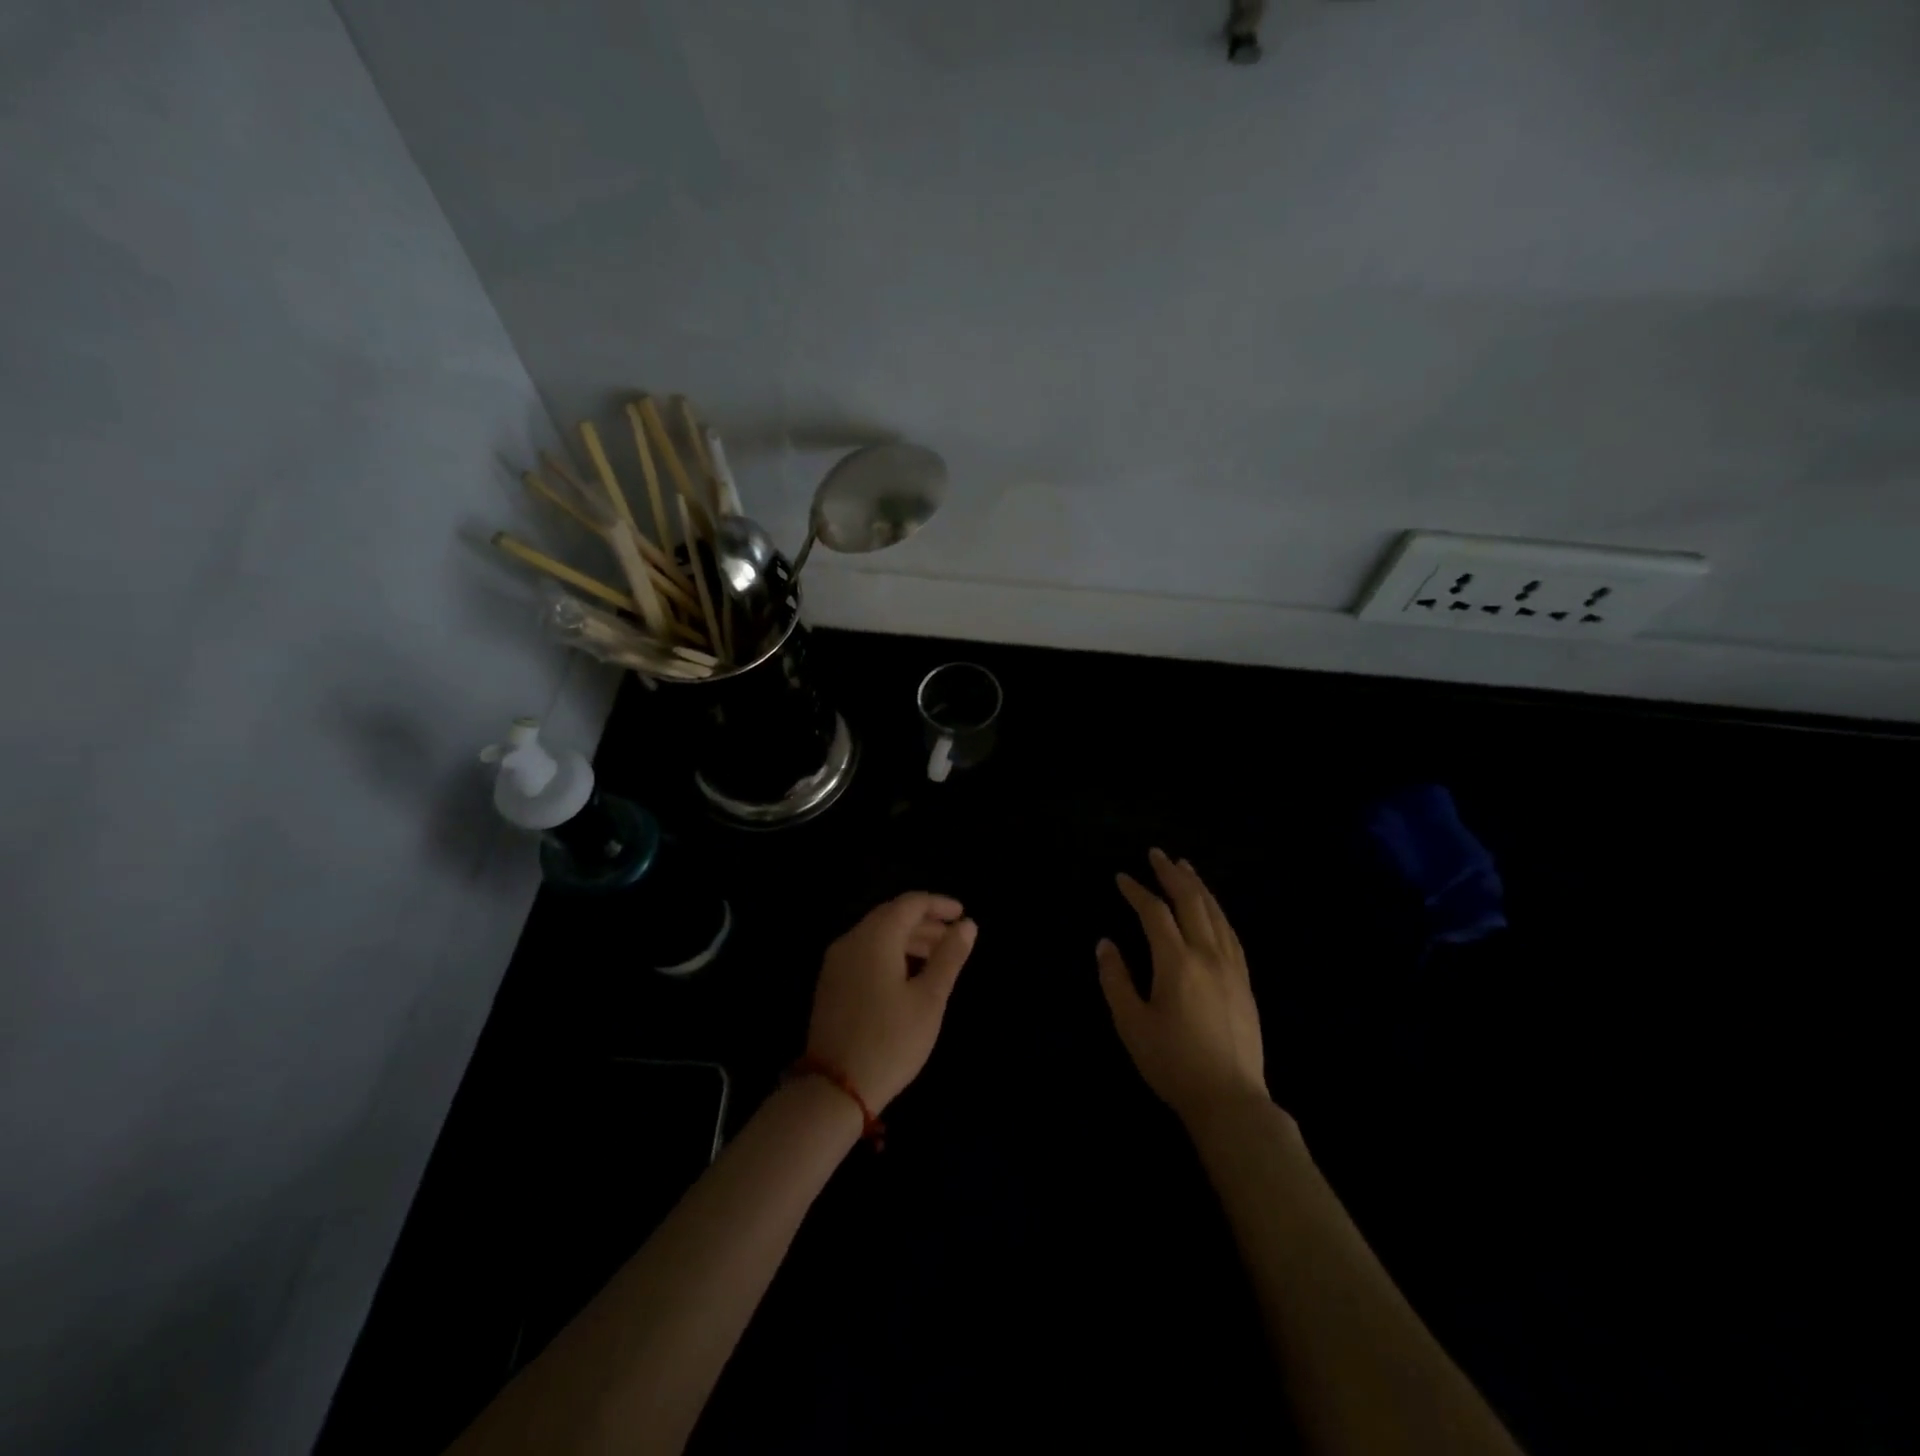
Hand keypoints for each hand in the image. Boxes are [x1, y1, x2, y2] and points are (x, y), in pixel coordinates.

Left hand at [806, 893, 977, 1110]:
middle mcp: (851, 941)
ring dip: (908, 939)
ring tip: (937, 958)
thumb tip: (967, 925)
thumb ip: (949, 957)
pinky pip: (864, 953)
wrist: (835, 1088)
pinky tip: (908, 975)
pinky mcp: (830, 983)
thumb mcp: (929, 999)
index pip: (909, 903)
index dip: (938, 904)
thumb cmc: (891, 1041)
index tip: (962, 915)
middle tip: (954, 938)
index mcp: (875, 938)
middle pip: (891, 916)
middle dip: (925, 922)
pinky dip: (890, 953)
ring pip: (877, 935)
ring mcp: (836, 962)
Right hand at [1097, 849, 1267, 1125]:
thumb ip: (1116, 980)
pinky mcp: (1245, 982)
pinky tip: (1213, 909)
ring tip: (1185, 868)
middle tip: (1157, 854)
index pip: (1155, 914)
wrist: (1230, 1099)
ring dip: (1198, 887)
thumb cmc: (1173, 1063)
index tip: (1121, 877)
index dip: (1137, 892)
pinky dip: (1218, 912)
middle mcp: (1208, 955)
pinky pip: (1232, 933)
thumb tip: (1105, 944)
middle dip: (1172, 875)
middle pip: (1191, 903)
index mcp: (1177, 963)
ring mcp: (1232, 967)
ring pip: (1216, 914)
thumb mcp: (1131, 1025)